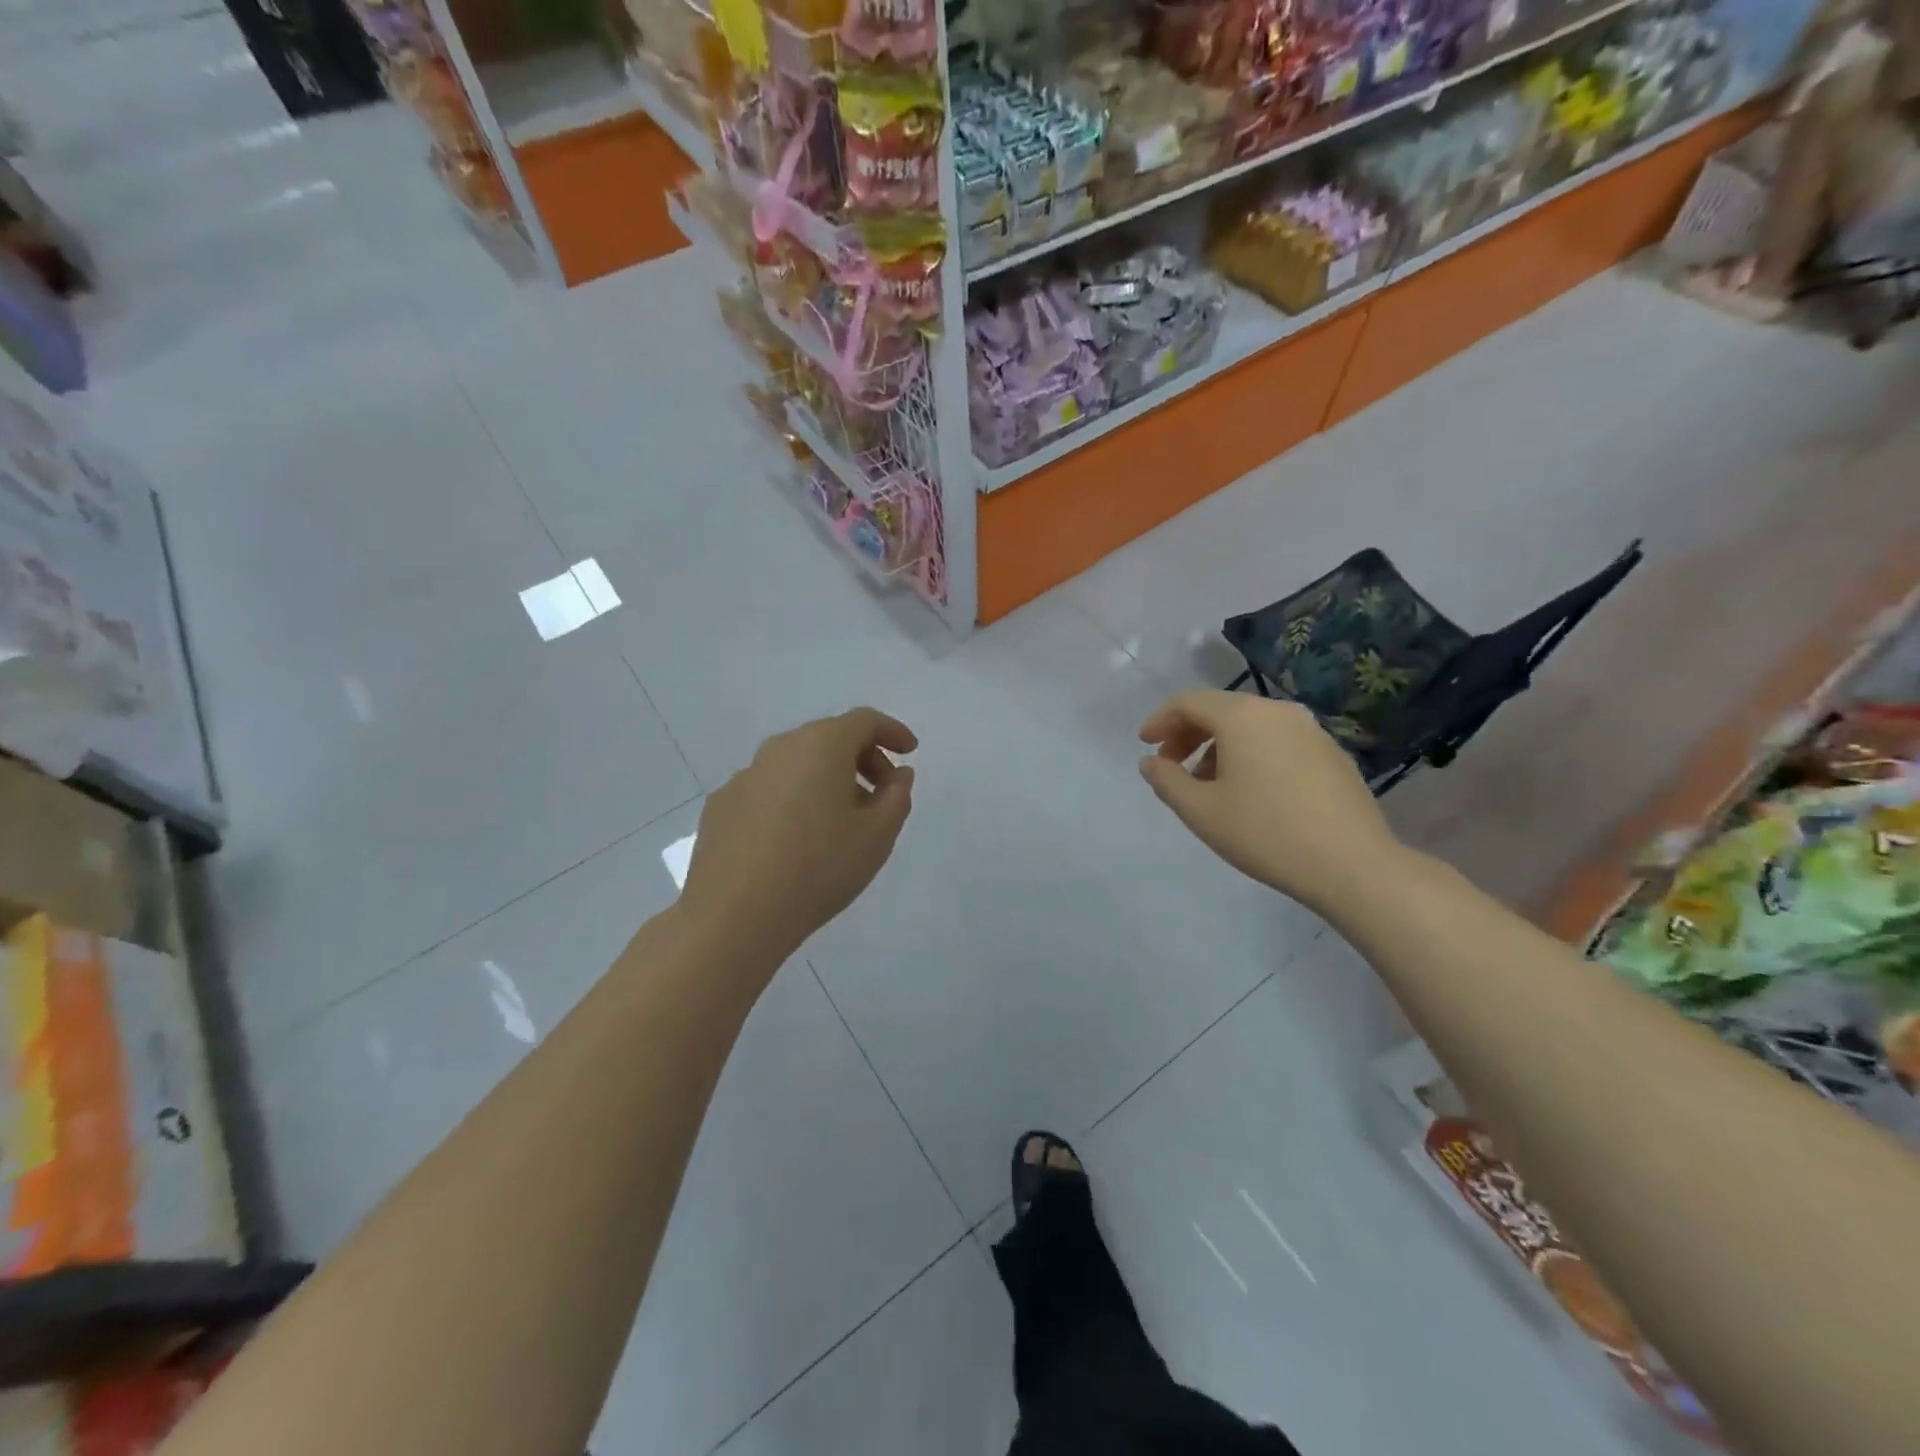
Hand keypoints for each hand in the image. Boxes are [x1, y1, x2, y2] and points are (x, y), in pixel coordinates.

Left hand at [681, 708, 917, 959]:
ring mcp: (745, 775)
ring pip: (796, 763)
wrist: (735, 915)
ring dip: (826, 778)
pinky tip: (794, 839)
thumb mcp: (877, 836)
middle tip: (881, 793)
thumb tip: (898, 774)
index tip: (909, 752)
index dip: (892, 731)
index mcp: (821, 746)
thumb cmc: (819, 869)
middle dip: (862, 757)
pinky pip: (769, 788)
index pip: (864, 720)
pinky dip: (791, 798)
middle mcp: (779, 749)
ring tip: (839, 821)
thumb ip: (896, 796)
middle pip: (829, 737)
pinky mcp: (721, 805)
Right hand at [1137, 691, 1404, 912]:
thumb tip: (1151, 762)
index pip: (1189, 702)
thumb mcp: (1200, 811)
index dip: (1160, 720)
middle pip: (1222, 710)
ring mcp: (1311, 731)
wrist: (1352, 864)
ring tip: (1208, 785)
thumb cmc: (1264, 833)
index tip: (1144, 745)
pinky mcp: (1332, 754)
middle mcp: (1278, 711)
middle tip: (1171, 765)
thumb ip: (1166, 780)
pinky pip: (1278, 742)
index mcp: (1242, 716)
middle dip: (1189, 734)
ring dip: (1220, 747)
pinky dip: (1252, 755)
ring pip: (1252, 727)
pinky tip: (1251, 792)